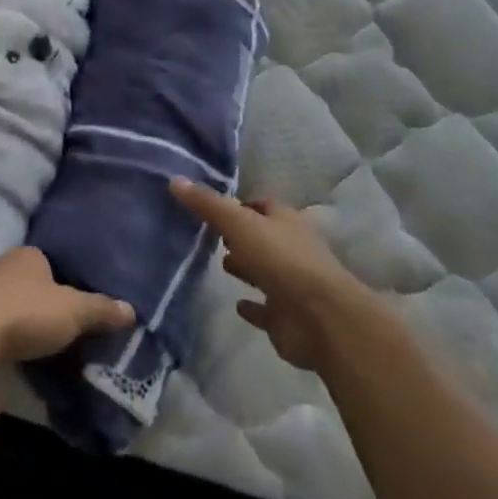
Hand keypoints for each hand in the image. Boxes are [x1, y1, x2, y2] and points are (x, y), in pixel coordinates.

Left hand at [0, 247, 132, 367]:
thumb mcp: (72, 312)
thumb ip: (100, 310)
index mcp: (25, 258)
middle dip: (38, 313)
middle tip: (60, 338)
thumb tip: (131, 310)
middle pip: (24, 290)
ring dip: (13, 341)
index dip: (62, 283)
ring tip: (33, 365)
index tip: (76, 308)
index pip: (47, 263)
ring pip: (1, 319)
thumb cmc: (26, 313)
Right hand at [171, 178, 377, 370]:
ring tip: (221, 264)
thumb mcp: (239, 224)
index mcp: (285, 221)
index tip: (214, 206)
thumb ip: (207, 204)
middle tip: (213, 235)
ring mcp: (292, 284)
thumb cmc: (281, 260)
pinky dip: (253, 307)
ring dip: (247, 267)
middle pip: (263, 237)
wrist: (322, 319)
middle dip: (241, 235)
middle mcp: (291, 248)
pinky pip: (266, 309)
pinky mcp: (288, 318)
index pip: (261, 205)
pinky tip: (237, 306)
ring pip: (265, 271)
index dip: (240, 204)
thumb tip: (175, 179)